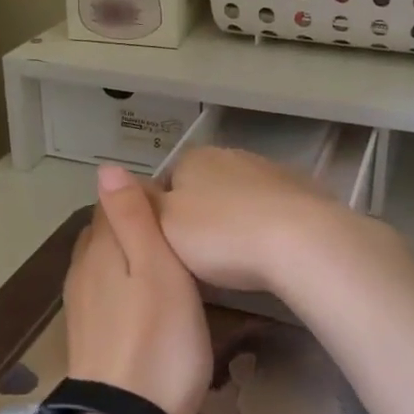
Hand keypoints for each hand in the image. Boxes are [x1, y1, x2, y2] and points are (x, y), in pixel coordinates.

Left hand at [63, 164, 210, 413]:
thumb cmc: (158, 337)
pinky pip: (104, 293)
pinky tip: (147, 302)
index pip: (110, 203)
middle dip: (133, 226)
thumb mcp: (157, 267)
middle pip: (104, 233)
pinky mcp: (87, 337)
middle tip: (178, 237)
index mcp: (98, 248)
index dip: (141, 198)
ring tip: (168, 267)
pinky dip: (124, 286)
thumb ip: (132, 216)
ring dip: (129, 258)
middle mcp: (81, 271)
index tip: (175, 208)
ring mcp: (80, 306)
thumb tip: (106, 167)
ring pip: (103, 264)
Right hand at [157, 146, 389, 294]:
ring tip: (239, 259)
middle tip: (202, 258)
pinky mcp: (302, 189)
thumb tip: (111, 174)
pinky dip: (268, 224)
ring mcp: (270, 169)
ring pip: (241, 196)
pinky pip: (274, 208)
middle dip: (202, 216)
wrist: (299, 240)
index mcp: (194, 158)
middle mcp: (231, 155)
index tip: (169, 247)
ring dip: (237, 219)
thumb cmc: (221, 235)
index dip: (163, 215)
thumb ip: (139, 202)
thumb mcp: (165, 224)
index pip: (166, 181)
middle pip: (204, 187)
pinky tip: (271, 251)